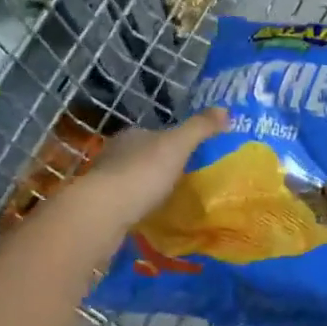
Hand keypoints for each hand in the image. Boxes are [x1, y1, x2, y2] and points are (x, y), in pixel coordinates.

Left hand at [70, 108, 227, 233]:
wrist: (103, 211)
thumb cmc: (142, 172)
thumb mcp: (178, 145)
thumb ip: (200, 128)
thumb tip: (227, 110)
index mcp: (132, 135)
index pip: (153, 133)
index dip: (170, 141)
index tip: (187, 155)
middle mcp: (114, 153)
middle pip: (140, 155)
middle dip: (157, 165)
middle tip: (181, 179)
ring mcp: (104, 181)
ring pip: (130, 179)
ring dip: (145, 187)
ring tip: (167, 200)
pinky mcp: (100, 207)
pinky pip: (124, 202)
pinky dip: (136, 206)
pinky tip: (148, 216)